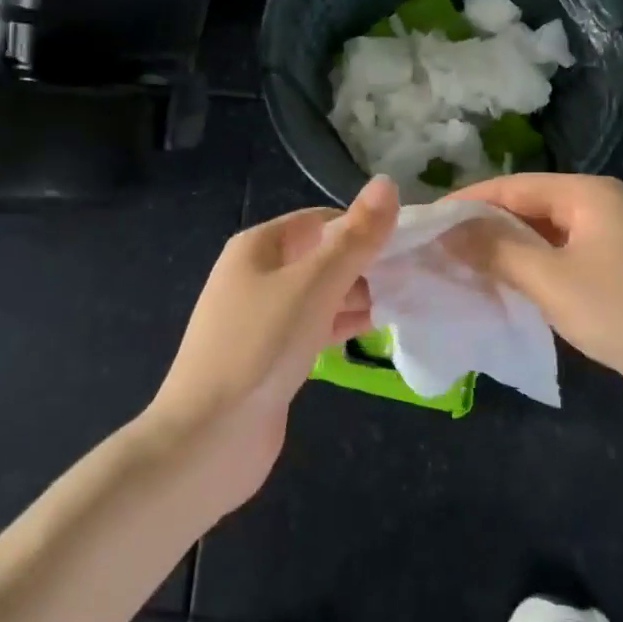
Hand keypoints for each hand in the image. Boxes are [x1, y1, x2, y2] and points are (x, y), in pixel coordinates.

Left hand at [141, 175, 399, 514]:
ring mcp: (262, 318)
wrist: (209, 438)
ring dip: (356, 296)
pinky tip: (375, 331)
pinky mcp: (270, 356)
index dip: (362, 227)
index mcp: (258, 247)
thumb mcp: (314, 285)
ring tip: (405, 301)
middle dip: (363, 264)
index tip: (407, 243)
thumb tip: (387, 183)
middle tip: (413, 277)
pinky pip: (313, 327)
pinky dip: (341, 325)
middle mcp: (256, 275)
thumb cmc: (261, 346)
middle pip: (320, 256)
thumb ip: (355, 238)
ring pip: (319, 294)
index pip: (320, 221)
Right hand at [446, 174, 622, 441]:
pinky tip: (499, 297)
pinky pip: (560, 270)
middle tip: (431, 254)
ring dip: (502, 258)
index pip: (511, 187)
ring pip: (542, 244)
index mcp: (588, 195)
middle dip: (480, 231)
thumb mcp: (552, 279)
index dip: (465, 204)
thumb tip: (447, 230)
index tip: (422, 224)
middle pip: (526, 212)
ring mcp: (611, 249)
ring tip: (453, 275)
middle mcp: (600, 212)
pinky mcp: (617, 285)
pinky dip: (529, 280)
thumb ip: (496, 250)